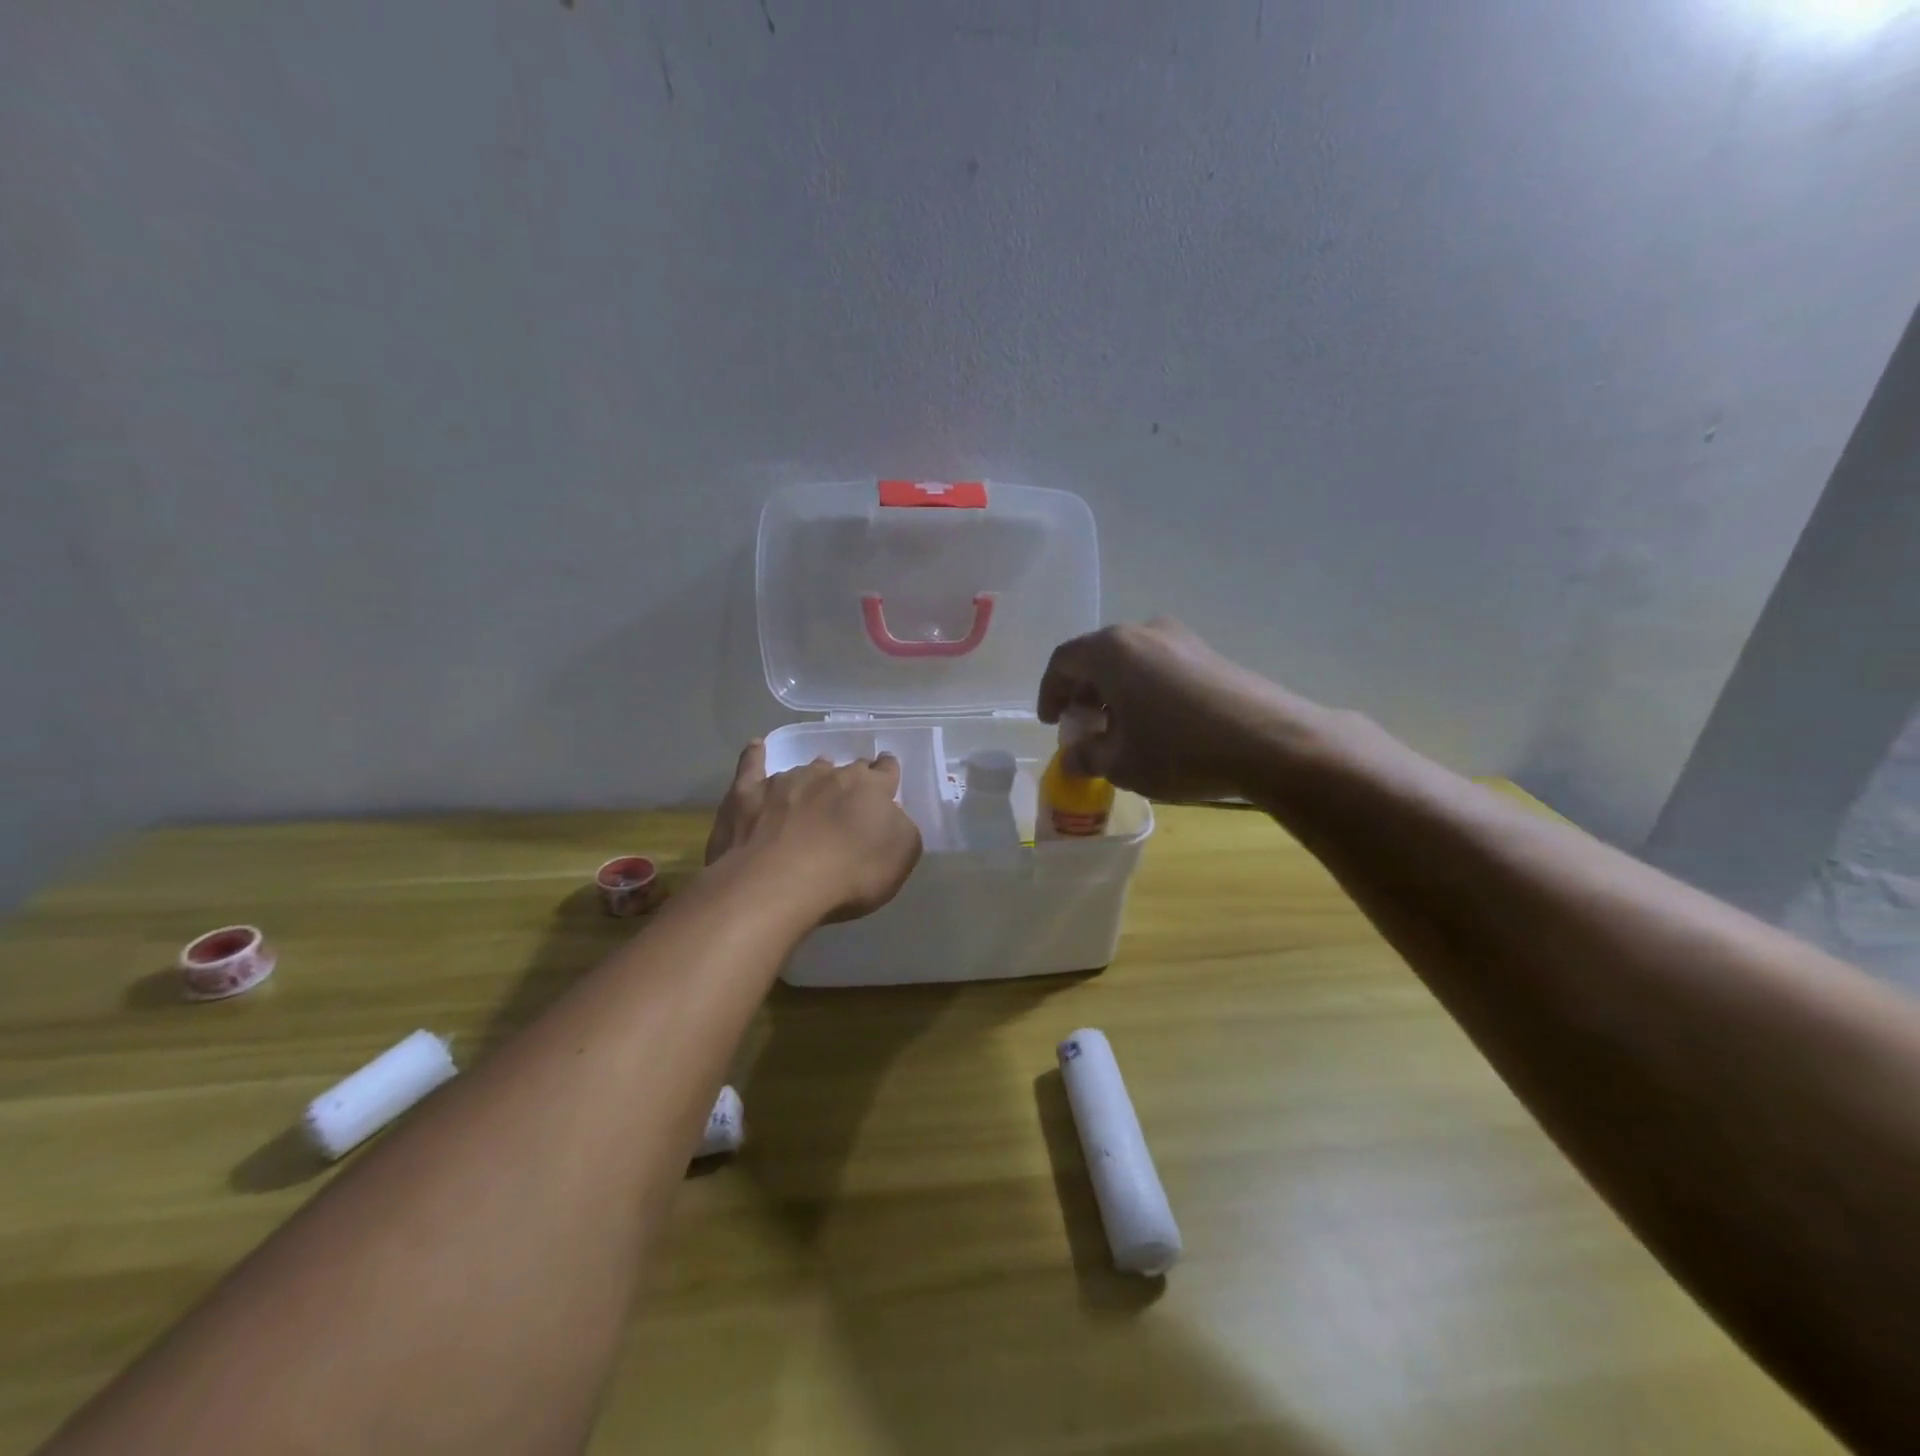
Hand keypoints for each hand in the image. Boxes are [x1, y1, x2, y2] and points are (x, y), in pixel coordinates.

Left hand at [705, 741, 922, 921]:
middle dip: (850, 780)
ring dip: (812, 777)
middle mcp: (830, 775)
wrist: (779, 882)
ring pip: (805, 770)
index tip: (887, 779)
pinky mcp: (748, 793)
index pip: (886, 771)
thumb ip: (901, 828)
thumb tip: (891, 816)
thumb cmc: (850, 873)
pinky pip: (752, 765)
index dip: (888, 774)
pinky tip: (757, 747)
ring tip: (811, 792)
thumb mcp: (901, 856)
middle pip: (845, 770)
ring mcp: (786, 781)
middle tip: (848, 799)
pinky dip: (755, 755)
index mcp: (870, 787)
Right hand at [1037, 620, 1335, 802]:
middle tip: (1081, 728)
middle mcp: (1143, 632)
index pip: (1063, 661)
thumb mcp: (1120, 763)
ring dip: (1113, 693)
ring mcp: (1181, 639)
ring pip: (1130, 662)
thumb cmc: (1178, 749)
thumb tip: (1072, 758)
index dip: (1049, 692)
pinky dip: (1143, 691)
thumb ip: (1086, 757)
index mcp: (1111, 649)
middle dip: (1082, 693)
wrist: (1271, 742)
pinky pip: (1159, 667)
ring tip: (1117, 730)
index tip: (1051, 723)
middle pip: (1097, 657)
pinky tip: (1154, 725)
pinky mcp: (1209, 654)